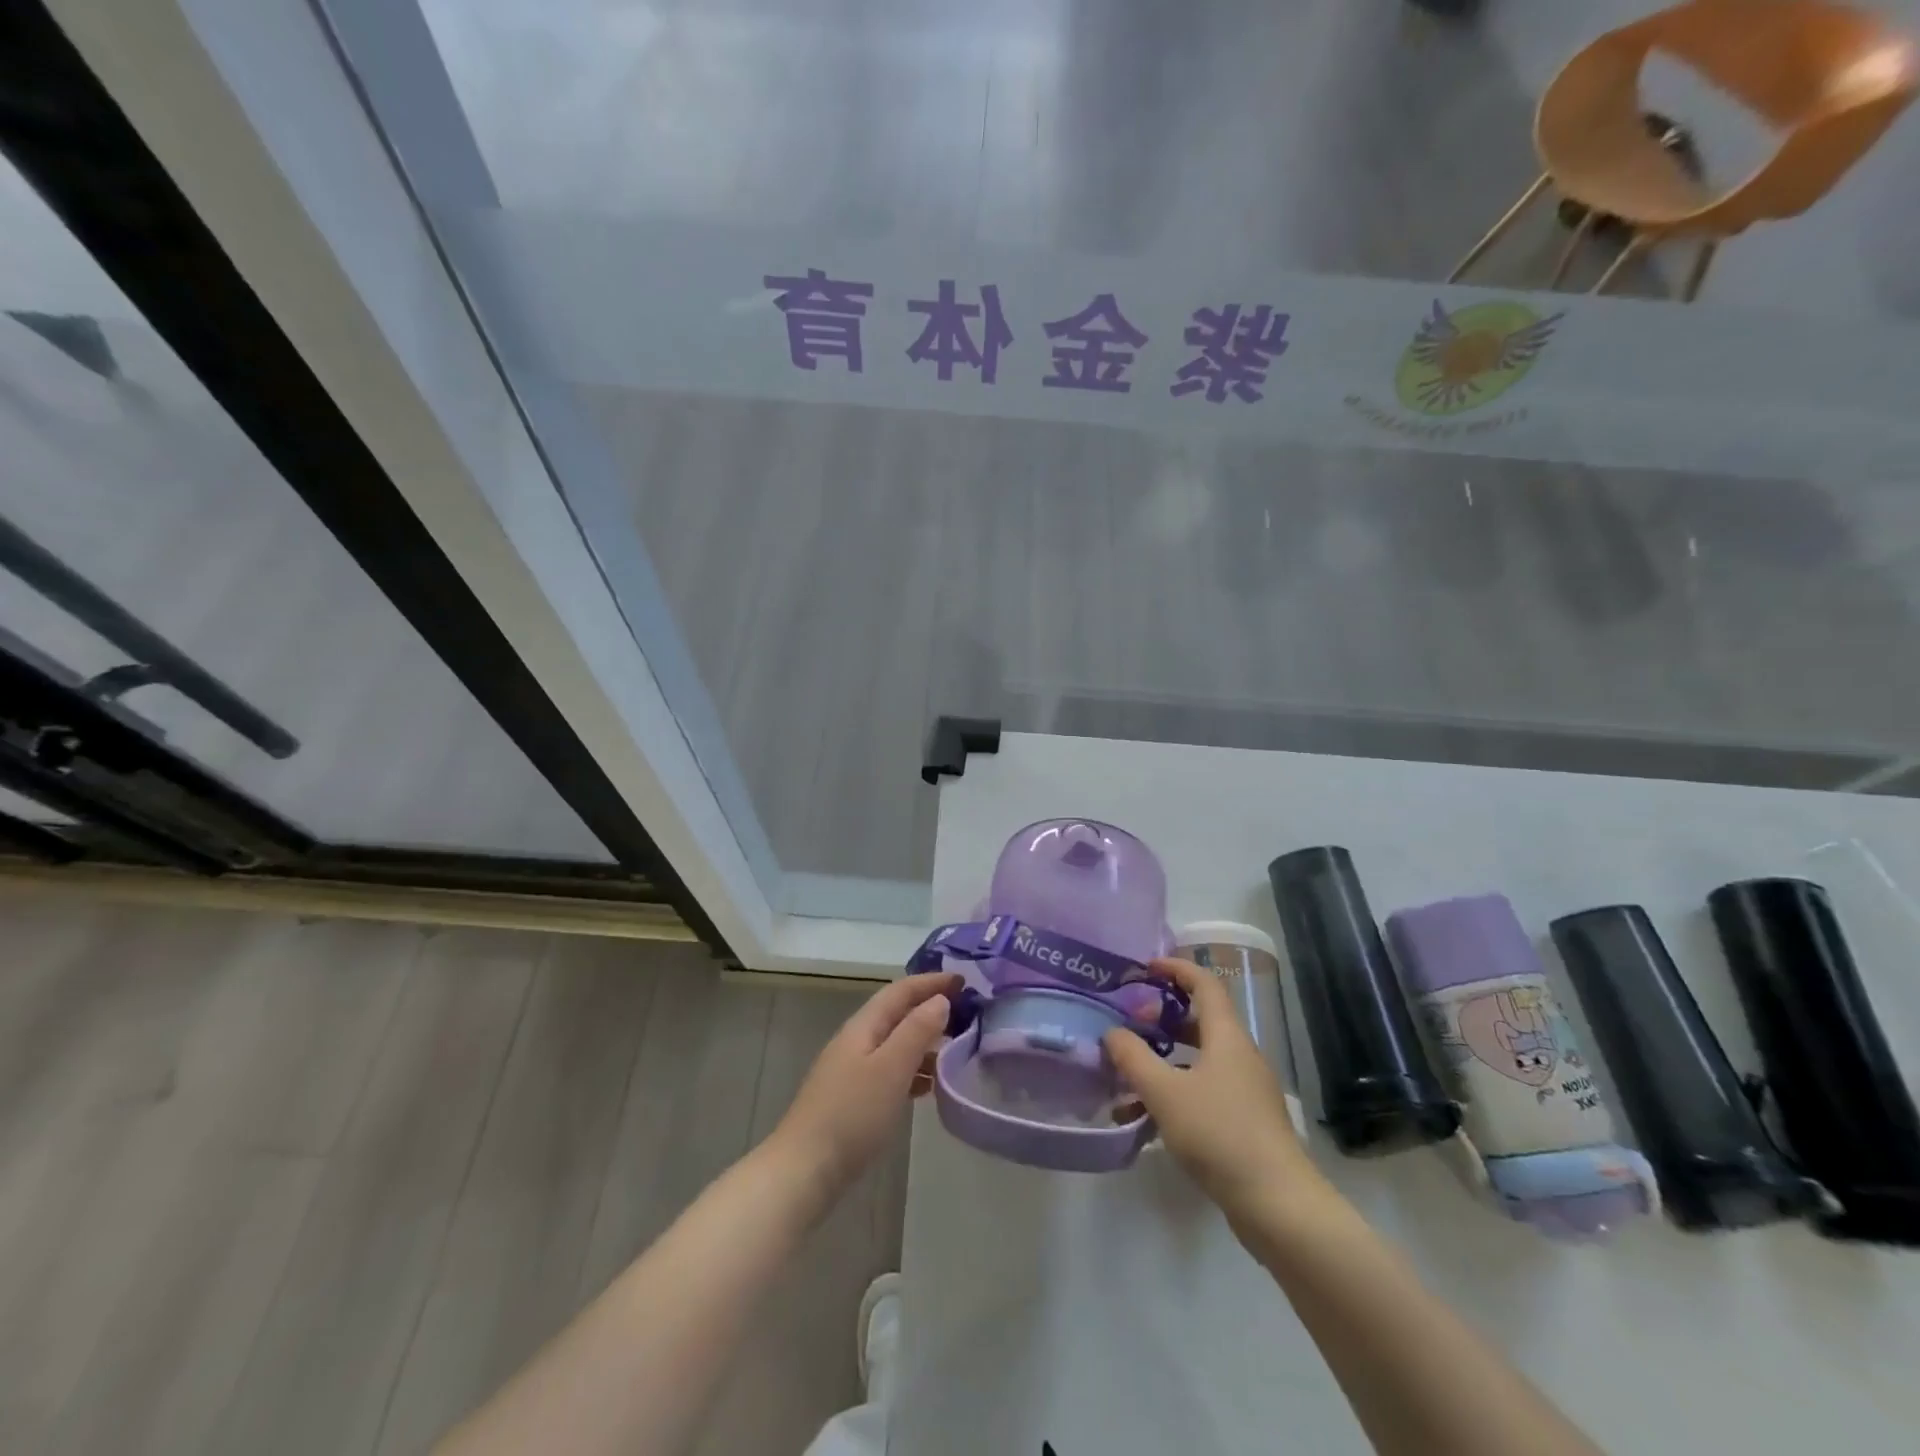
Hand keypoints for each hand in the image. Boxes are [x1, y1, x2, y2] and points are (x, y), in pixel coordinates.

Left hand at [772, 972, 958, 1198]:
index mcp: (863, 1026)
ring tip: (954, 1053)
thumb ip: (917, 1030)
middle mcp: (856, 1040)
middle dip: (930, 1009)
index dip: (931, 982)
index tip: (963, 980)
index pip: (900, 991)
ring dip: (924, 1042)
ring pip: (895, 1044)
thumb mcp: (891, 1068)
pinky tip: (927, 1088)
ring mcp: (852, 1070)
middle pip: (897, 1014)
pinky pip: (890, 1071)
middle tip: (966, 1015)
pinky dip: (912, 1070)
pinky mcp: (853, 1098)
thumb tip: (940, 1000)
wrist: (805, 1170)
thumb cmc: (852, 1114)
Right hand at [1104, 958, 1320, 1218]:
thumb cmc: (1220, 1134)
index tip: (1145, 968)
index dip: (1176, 969)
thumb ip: (1134, 1058)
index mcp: (1226, 1037)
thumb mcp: (1165, 1093)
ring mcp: (1243, 1091)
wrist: (1278, 1205)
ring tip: (1123, 1078)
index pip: (1205, 984)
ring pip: (1195, 1062)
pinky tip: (1140, 1121)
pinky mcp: (1243, 1123)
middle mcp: (1238, 1056)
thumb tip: (1112, 1033)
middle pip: (1198, 1022)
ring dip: (1160, 1063)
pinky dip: (1171, 1095)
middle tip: (1128, 1025)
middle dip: (1160, 1020)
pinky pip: (1201, 1093)